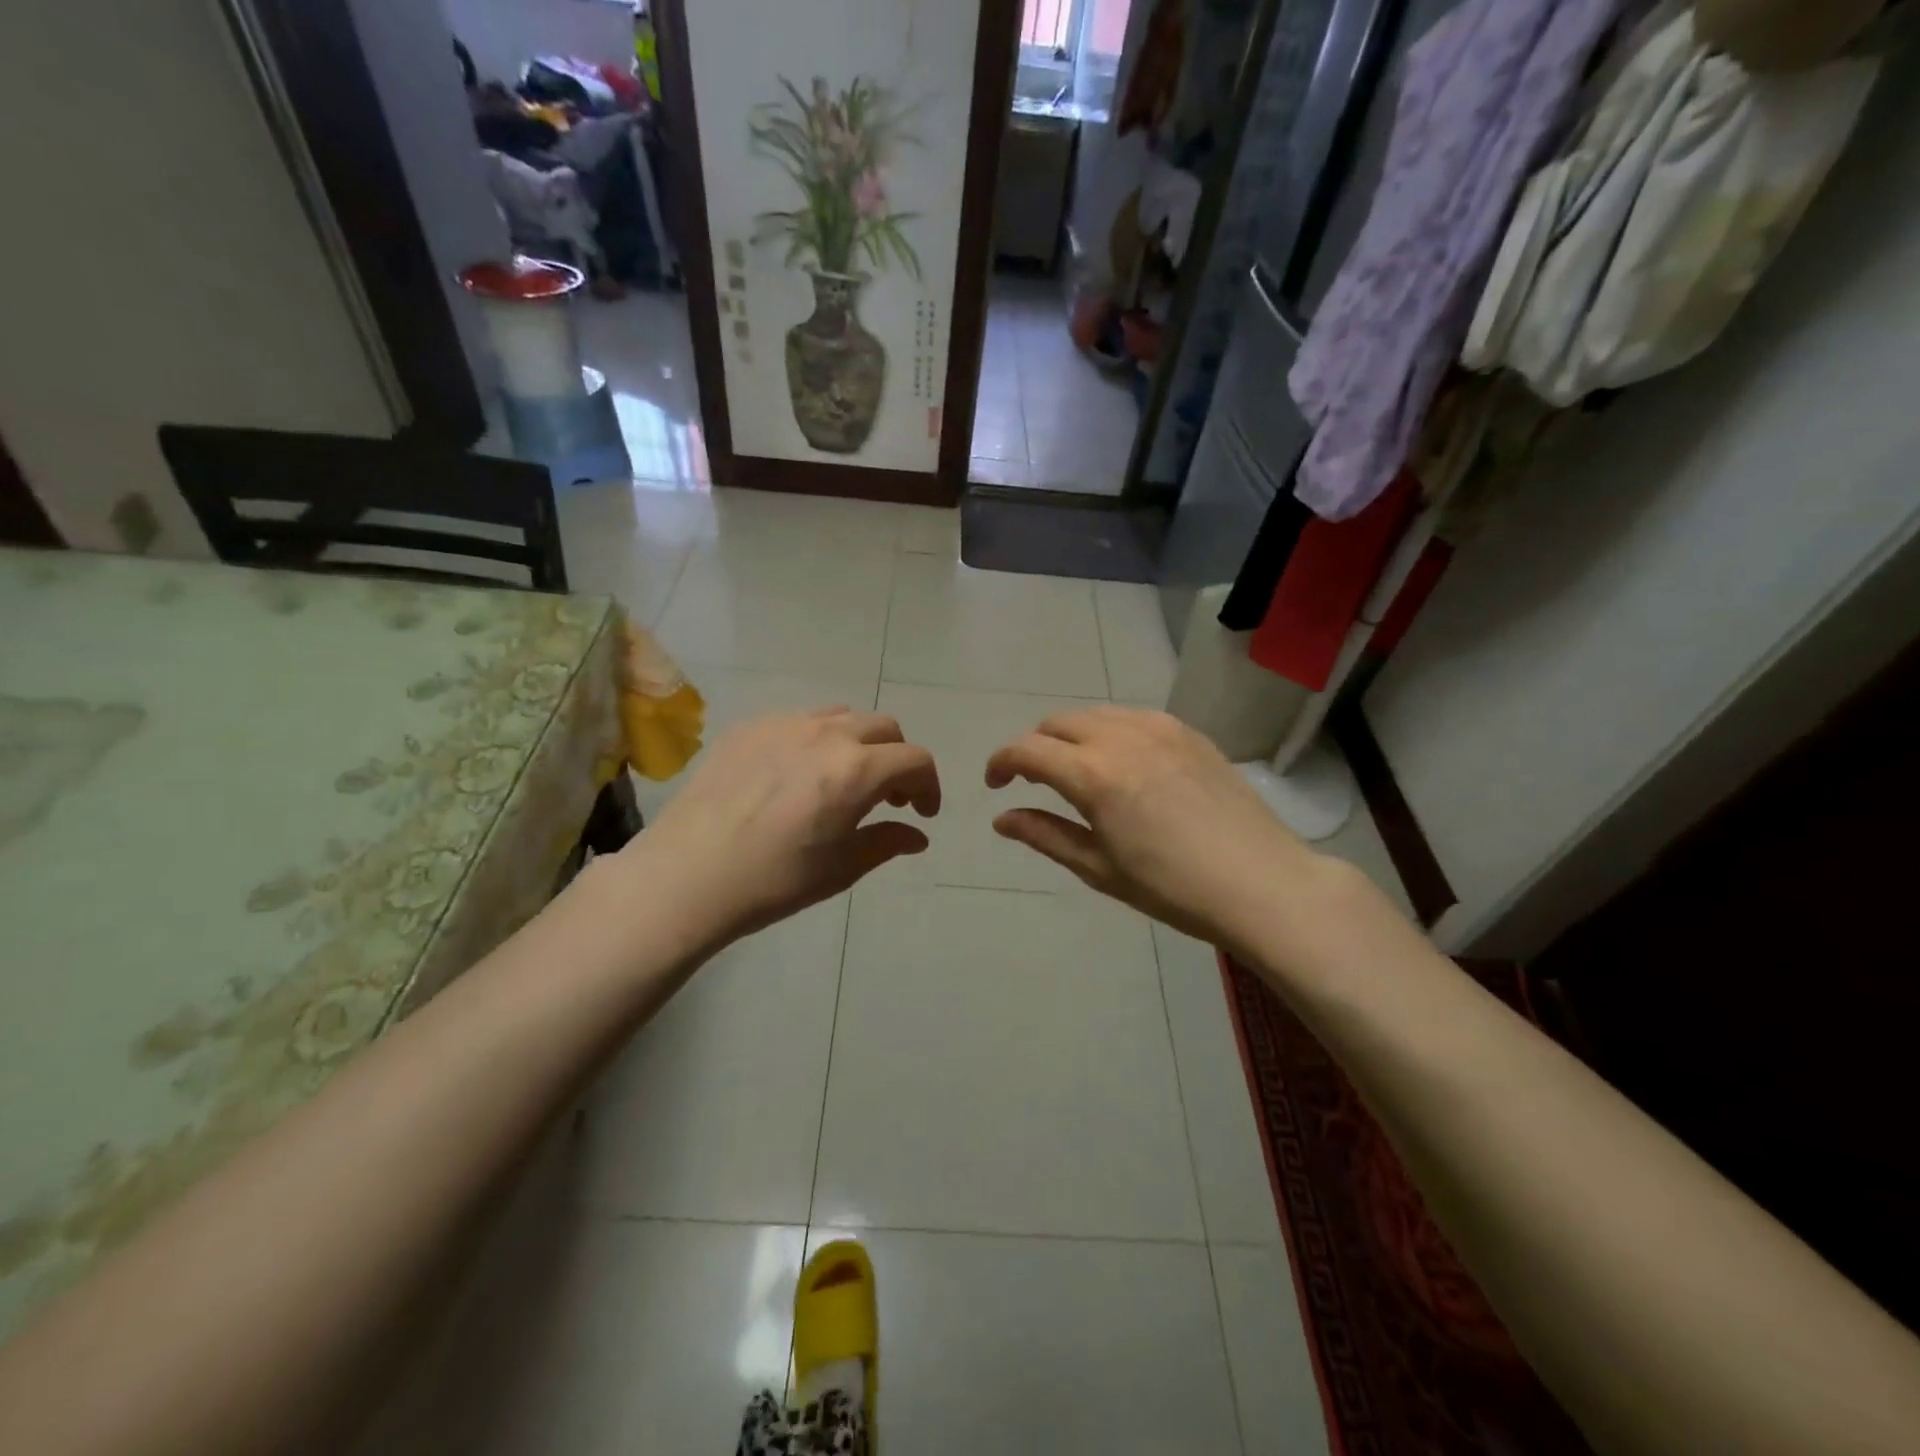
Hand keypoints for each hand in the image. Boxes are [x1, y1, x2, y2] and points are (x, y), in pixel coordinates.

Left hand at [618, 708, 939, 951]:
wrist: (687, 875)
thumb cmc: (773, 880)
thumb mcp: (841, 868)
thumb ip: (887, 842)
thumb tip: (917, 835)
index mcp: (857, 769)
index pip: (915, 759)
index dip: (929, 785)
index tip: (922, 813)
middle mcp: (827, 734)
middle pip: (884, 728)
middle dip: (897, 760)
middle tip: (888, 798)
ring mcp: (785, 724)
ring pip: (842, 717)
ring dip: (859, 744)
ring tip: (844, 780)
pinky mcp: (749, 727)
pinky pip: (800, 721)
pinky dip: (817, 740)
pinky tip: (797, 775)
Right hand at [986, 706, 1331, 948]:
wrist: (1260, 882)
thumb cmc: (1171, 887)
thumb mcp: (1098, 867)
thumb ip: (1044, 835)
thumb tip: (1001, 818)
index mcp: (1092, 774)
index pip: (1026, 750)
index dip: (1000, 763)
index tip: (996, 784)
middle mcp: (1120, 736)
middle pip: (1056, 723)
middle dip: (1035, 747)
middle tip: (1036, 781)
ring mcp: (1158, 728)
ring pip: (1094, 713)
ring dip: (1071, 735)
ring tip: (1078, 770)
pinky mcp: (1187, 731)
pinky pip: (1132, 716)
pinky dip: (1110, 730)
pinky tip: (1123, 762)